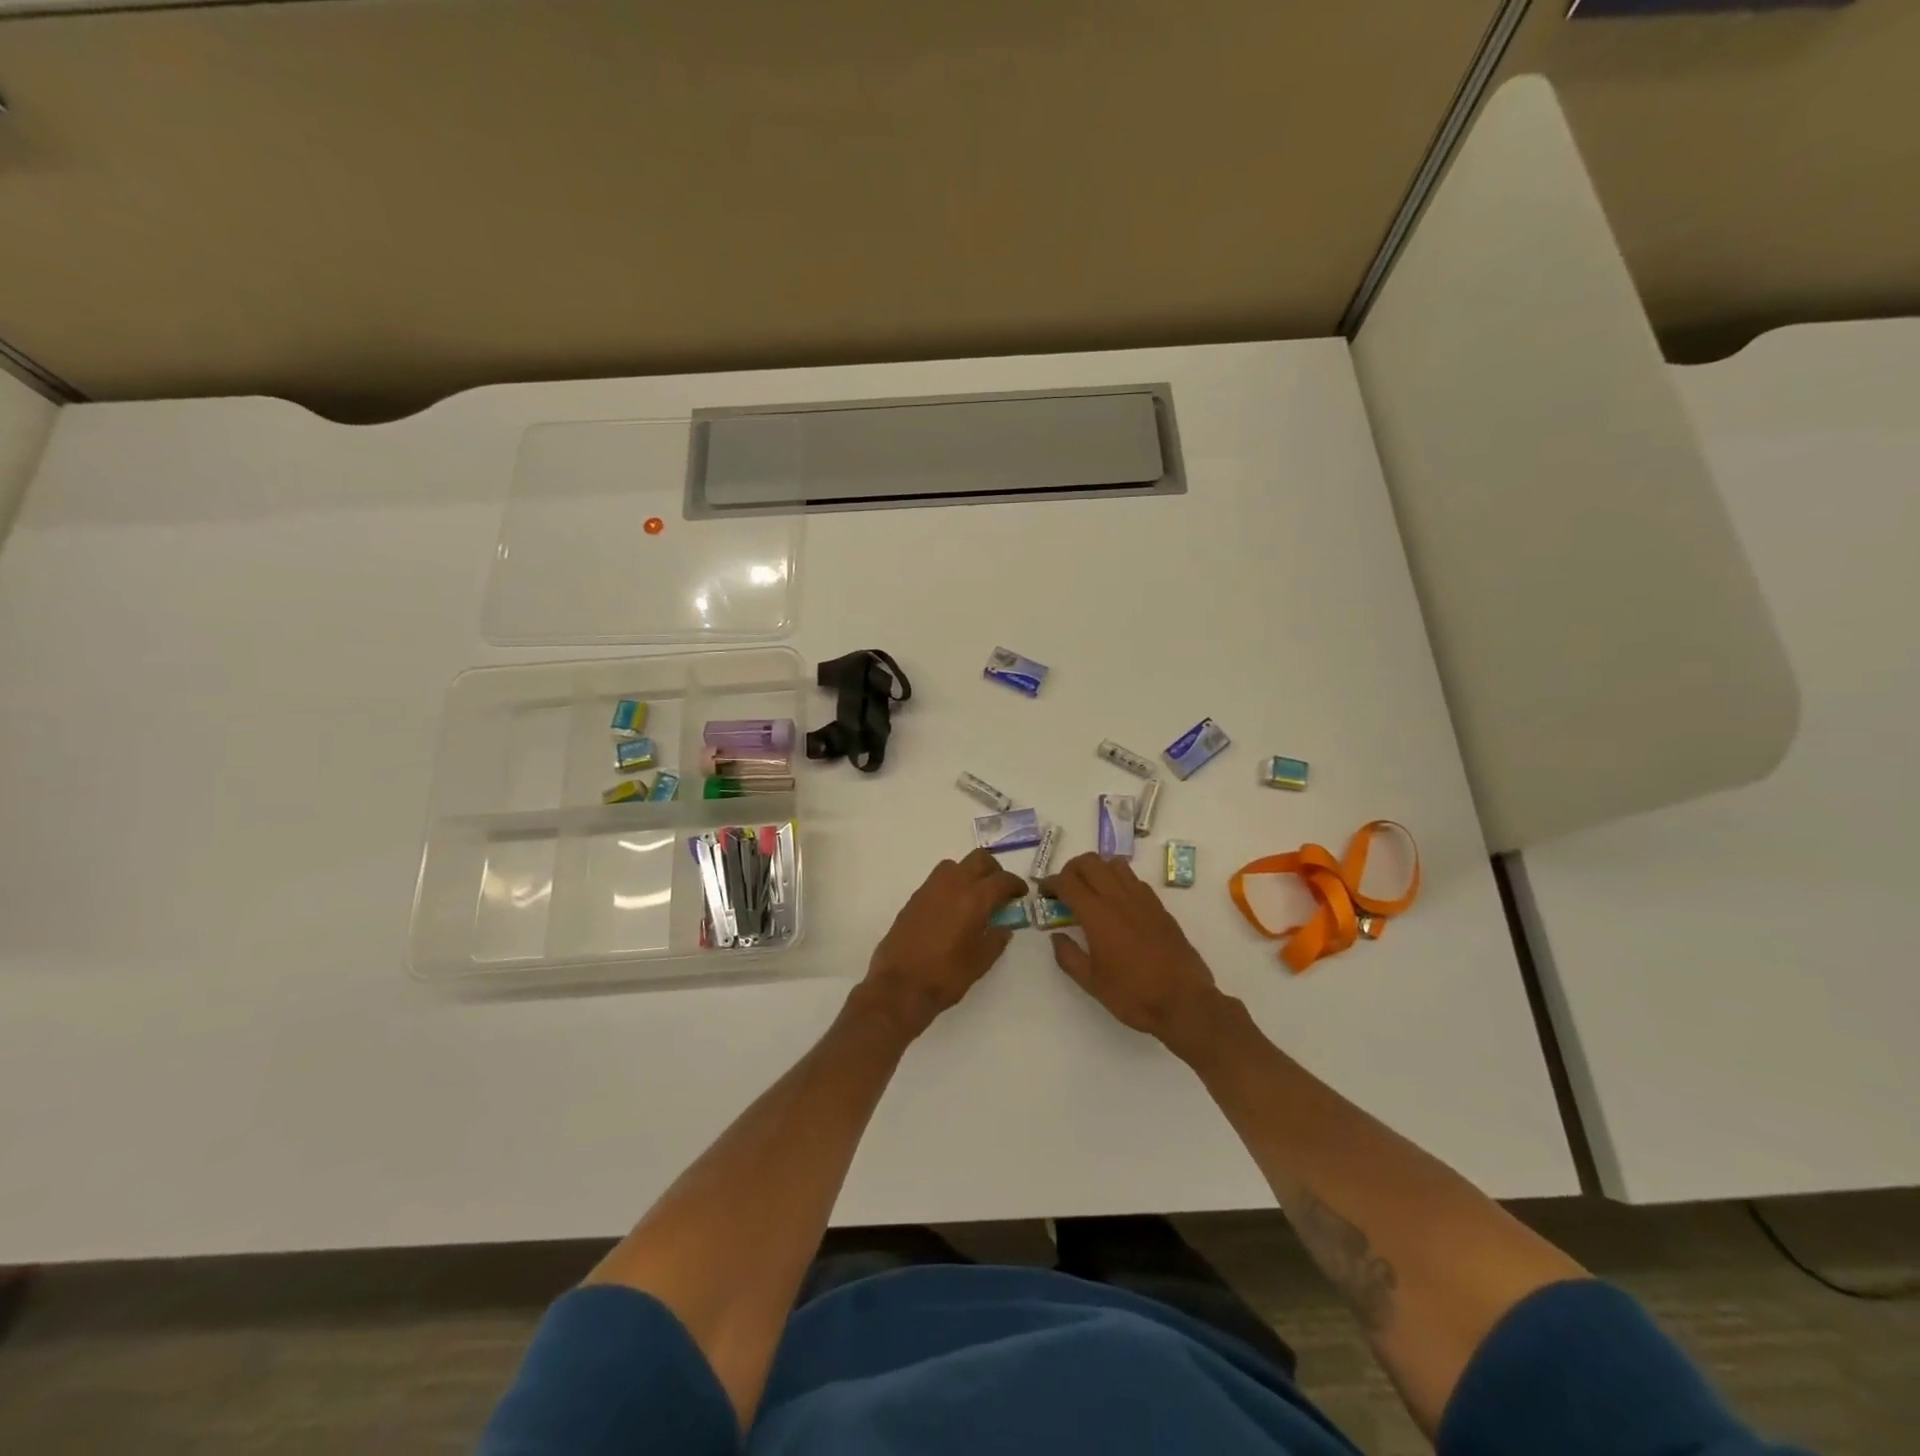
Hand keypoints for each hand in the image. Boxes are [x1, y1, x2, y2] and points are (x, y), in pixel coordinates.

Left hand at [860, 849, 1028, 1037]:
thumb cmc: (946, 976)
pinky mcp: (914, 898)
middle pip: (978, 859)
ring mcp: (930, 889)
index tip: (1021, 894)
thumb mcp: (981, 962)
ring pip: (955, 865)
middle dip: (993, 870)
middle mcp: (953, 885)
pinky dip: (950, 885)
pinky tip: (952, 909)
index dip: (1015, 884)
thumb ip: (996, 939)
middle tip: (999, 890)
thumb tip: (1003, 927)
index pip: (1002, 879)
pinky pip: (937, 880)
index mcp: (974, 898)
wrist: (899, 985)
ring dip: (969, 873)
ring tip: (974, 897)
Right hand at [1040, 852, 1224, 1053]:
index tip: (1043, 892)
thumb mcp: (1092, 983)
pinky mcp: (1159, 907)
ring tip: (1090, 890)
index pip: (1068, 881)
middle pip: (1090, 862)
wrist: (1184, 1002)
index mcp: (1097, 914)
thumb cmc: (1133, 995)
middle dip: (1071, 869)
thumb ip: (1069, 956)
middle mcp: (1119, 898)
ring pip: (1114, 864)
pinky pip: (1134, 880)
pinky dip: (1118, 881)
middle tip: (1064, 888)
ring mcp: (1142, 899)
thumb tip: (1056, 936)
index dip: (1051, 882)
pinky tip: (1117, 903)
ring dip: (1097, 869)